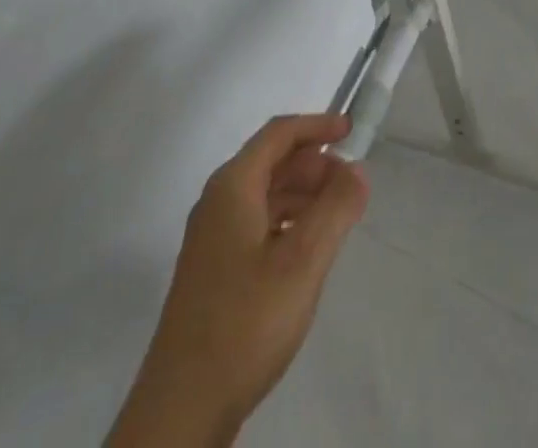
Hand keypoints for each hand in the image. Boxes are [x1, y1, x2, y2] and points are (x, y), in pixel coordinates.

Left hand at [109, 115, 369, 447]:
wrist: (180, 412)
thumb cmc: (245, 323)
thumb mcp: (303, 261)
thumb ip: (336, 207)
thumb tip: (357, 169)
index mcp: (233, 187)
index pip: (279, 133)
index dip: (317, 125)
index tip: (352, 132)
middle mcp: (217, 203)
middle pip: (272, 162)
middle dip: (314, 164)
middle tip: (351, 185)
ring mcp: (211, 240)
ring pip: (265, 195)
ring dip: (304, 195)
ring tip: (338, 218)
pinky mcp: (213, 273)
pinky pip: (257, 225)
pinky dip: (288, 222)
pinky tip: (307, 252)